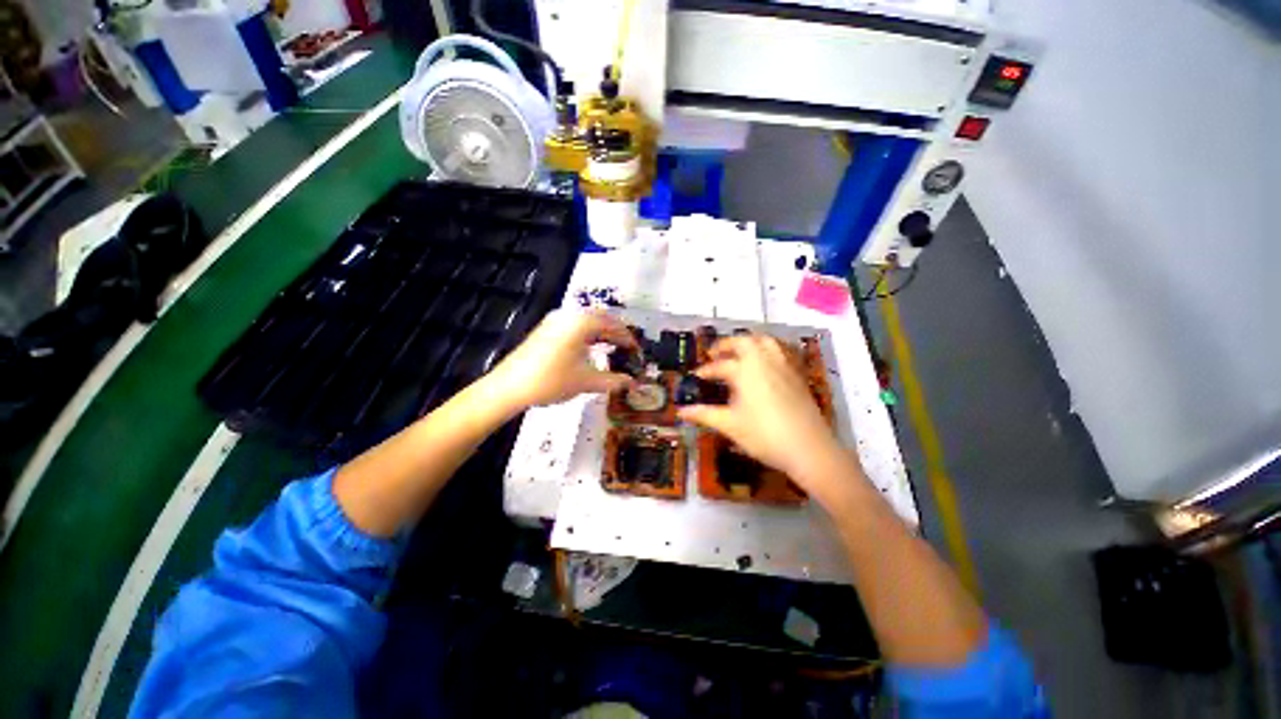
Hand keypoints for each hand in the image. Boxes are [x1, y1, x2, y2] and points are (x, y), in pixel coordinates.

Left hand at [485, 310, 636, 411]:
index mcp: (581, 323)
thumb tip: (633, 384)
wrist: (509, 387)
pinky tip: (592, 349)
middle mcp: (568, 316)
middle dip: (616, 333)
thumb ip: (613, 381)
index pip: (612, 325)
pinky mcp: (546, 330)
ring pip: (586, 322)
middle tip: (628, 349)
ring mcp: (555, 321)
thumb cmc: (551, 381)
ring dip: (602, 334)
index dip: (628, 338)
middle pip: (600, 319)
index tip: (637, 351)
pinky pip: (575, 327)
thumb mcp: (586, 381)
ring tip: (614, 349)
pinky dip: (588, 336)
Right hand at [677, 335, 850, 493]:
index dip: (706, 370)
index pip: (720, 365)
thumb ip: (703, 414)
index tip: (696, 375)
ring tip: (739, 351)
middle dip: (727, 344)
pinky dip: (768, 350)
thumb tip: (680, 412)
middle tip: (715, 353)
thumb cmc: (763, 435)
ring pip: (766, 342)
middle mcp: (764, 361)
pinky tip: (765, 364)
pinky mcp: (797, 375)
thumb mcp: (729, 425)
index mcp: (745, 370)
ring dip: (749, 342)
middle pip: (744, 342)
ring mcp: (783, 366)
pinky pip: (781, 352)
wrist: (808, 448)